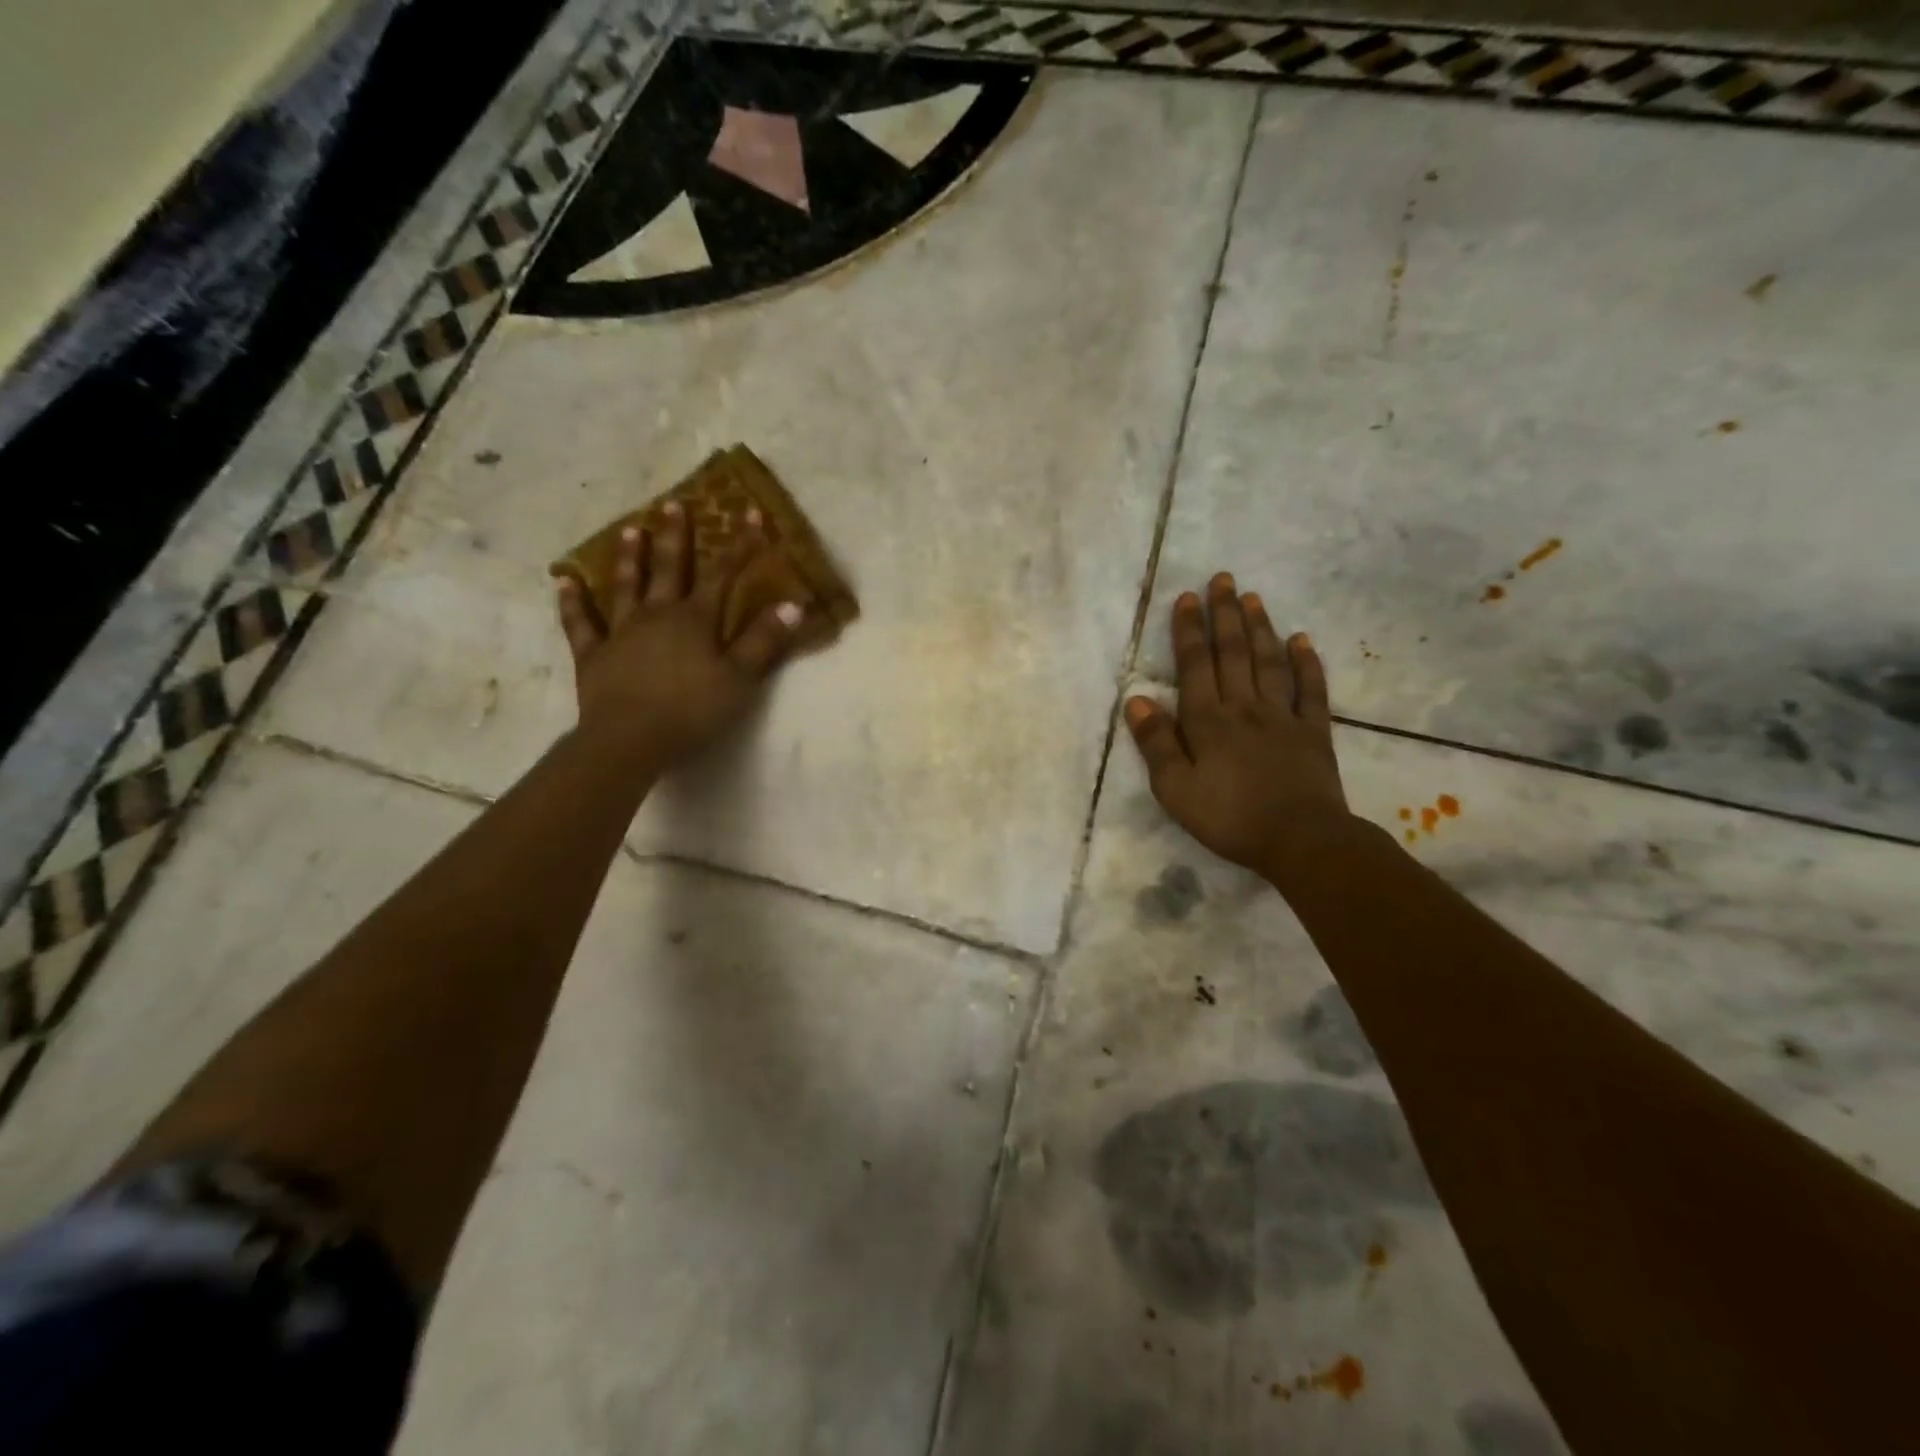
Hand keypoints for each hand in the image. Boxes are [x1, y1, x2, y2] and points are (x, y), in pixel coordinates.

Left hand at [556, 501, 801, 770]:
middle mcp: (657, 615)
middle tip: (672, 504)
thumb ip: (764, 641)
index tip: (750, 511)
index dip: (740, 544)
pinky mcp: (593, 655)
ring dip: (630, 558)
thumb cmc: (692, 710)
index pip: (724, 573)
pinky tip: (565, 581)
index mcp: (695, 619)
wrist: (630, 739)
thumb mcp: (740, 679)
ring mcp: (621, 632)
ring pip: (626, 586)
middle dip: (676, 536)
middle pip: (670, 569)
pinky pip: (581, 623)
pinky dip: (573, 602)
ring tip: (631, 529)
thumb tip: (793, 604)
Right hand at [1125, 573, 1353, 879]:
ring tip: (1253, 597)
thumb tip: (1135, 700)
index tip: (1187, 598)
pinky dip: (1307, 663)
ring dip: (1260, 627)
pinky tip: (1302, 640)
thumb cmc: (1228, 817)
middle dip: (1224, 615)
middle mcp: (1244, 708)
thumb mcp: (1175, 789)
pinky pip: (1310, 690)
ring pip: (1269, 662)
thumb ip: (1156, 743)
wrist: (1300, 840)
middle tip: (1222, 579)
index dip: (1189, 631)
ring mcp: (1282, 717)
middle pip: (1233, 653)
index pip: (1195, 665)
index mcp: (1207, 721)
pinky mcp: (1314, 732)